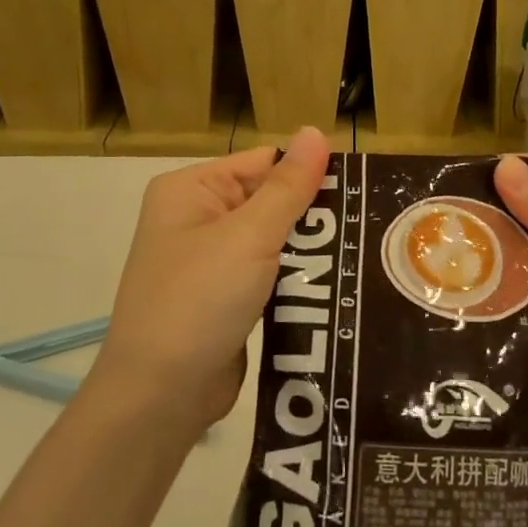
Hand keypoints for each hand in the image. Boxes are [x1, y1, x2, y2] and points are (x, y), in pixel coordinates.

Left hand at [98, 128, 331, 431]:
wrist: (160, 395)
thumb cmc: (199, 301)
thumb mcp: (249, 236)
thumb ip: (288, 186)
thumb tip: (315, 130)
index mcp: (192, 189)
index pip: (263, 163)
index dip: (309, 173)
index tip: (360, 189)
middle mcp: (197, 217)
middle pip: (270, 200)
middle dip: (312, 216)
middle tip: (367, 225)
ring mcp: (209, 260)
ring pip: (273, 240)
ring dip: (308, 249)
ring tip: (359, 253)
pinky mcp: (224, 297)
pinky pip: (268, 273)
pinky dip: (295, 277)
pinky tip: (333, 283)